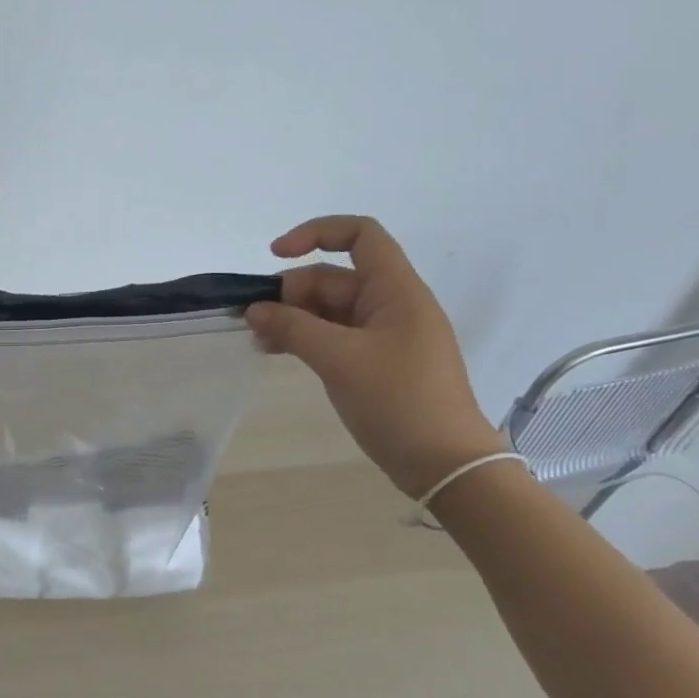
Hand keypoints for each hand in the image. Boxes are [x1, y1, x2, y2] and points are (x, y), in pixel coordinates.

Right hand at [245, 216, 505, 497]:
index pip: (360, 235)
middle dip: (290, 292)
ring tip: (258, 339)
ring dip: (291, 318)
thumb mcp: (339, 359)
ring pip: (328, 310)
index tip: (276, 255)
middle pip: (333, 278)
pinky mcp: (374, 362)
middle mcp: (390, 305)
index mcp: (396, 291)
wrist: (444, 465)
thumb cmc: (399, 401)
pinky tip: (275, 352)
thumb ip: (292, 328)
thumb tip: (253, 310)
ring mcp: (382, 335)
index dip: (316, 233)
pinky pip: (332, 336)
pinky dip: (303, 338)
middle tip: (254, 320)